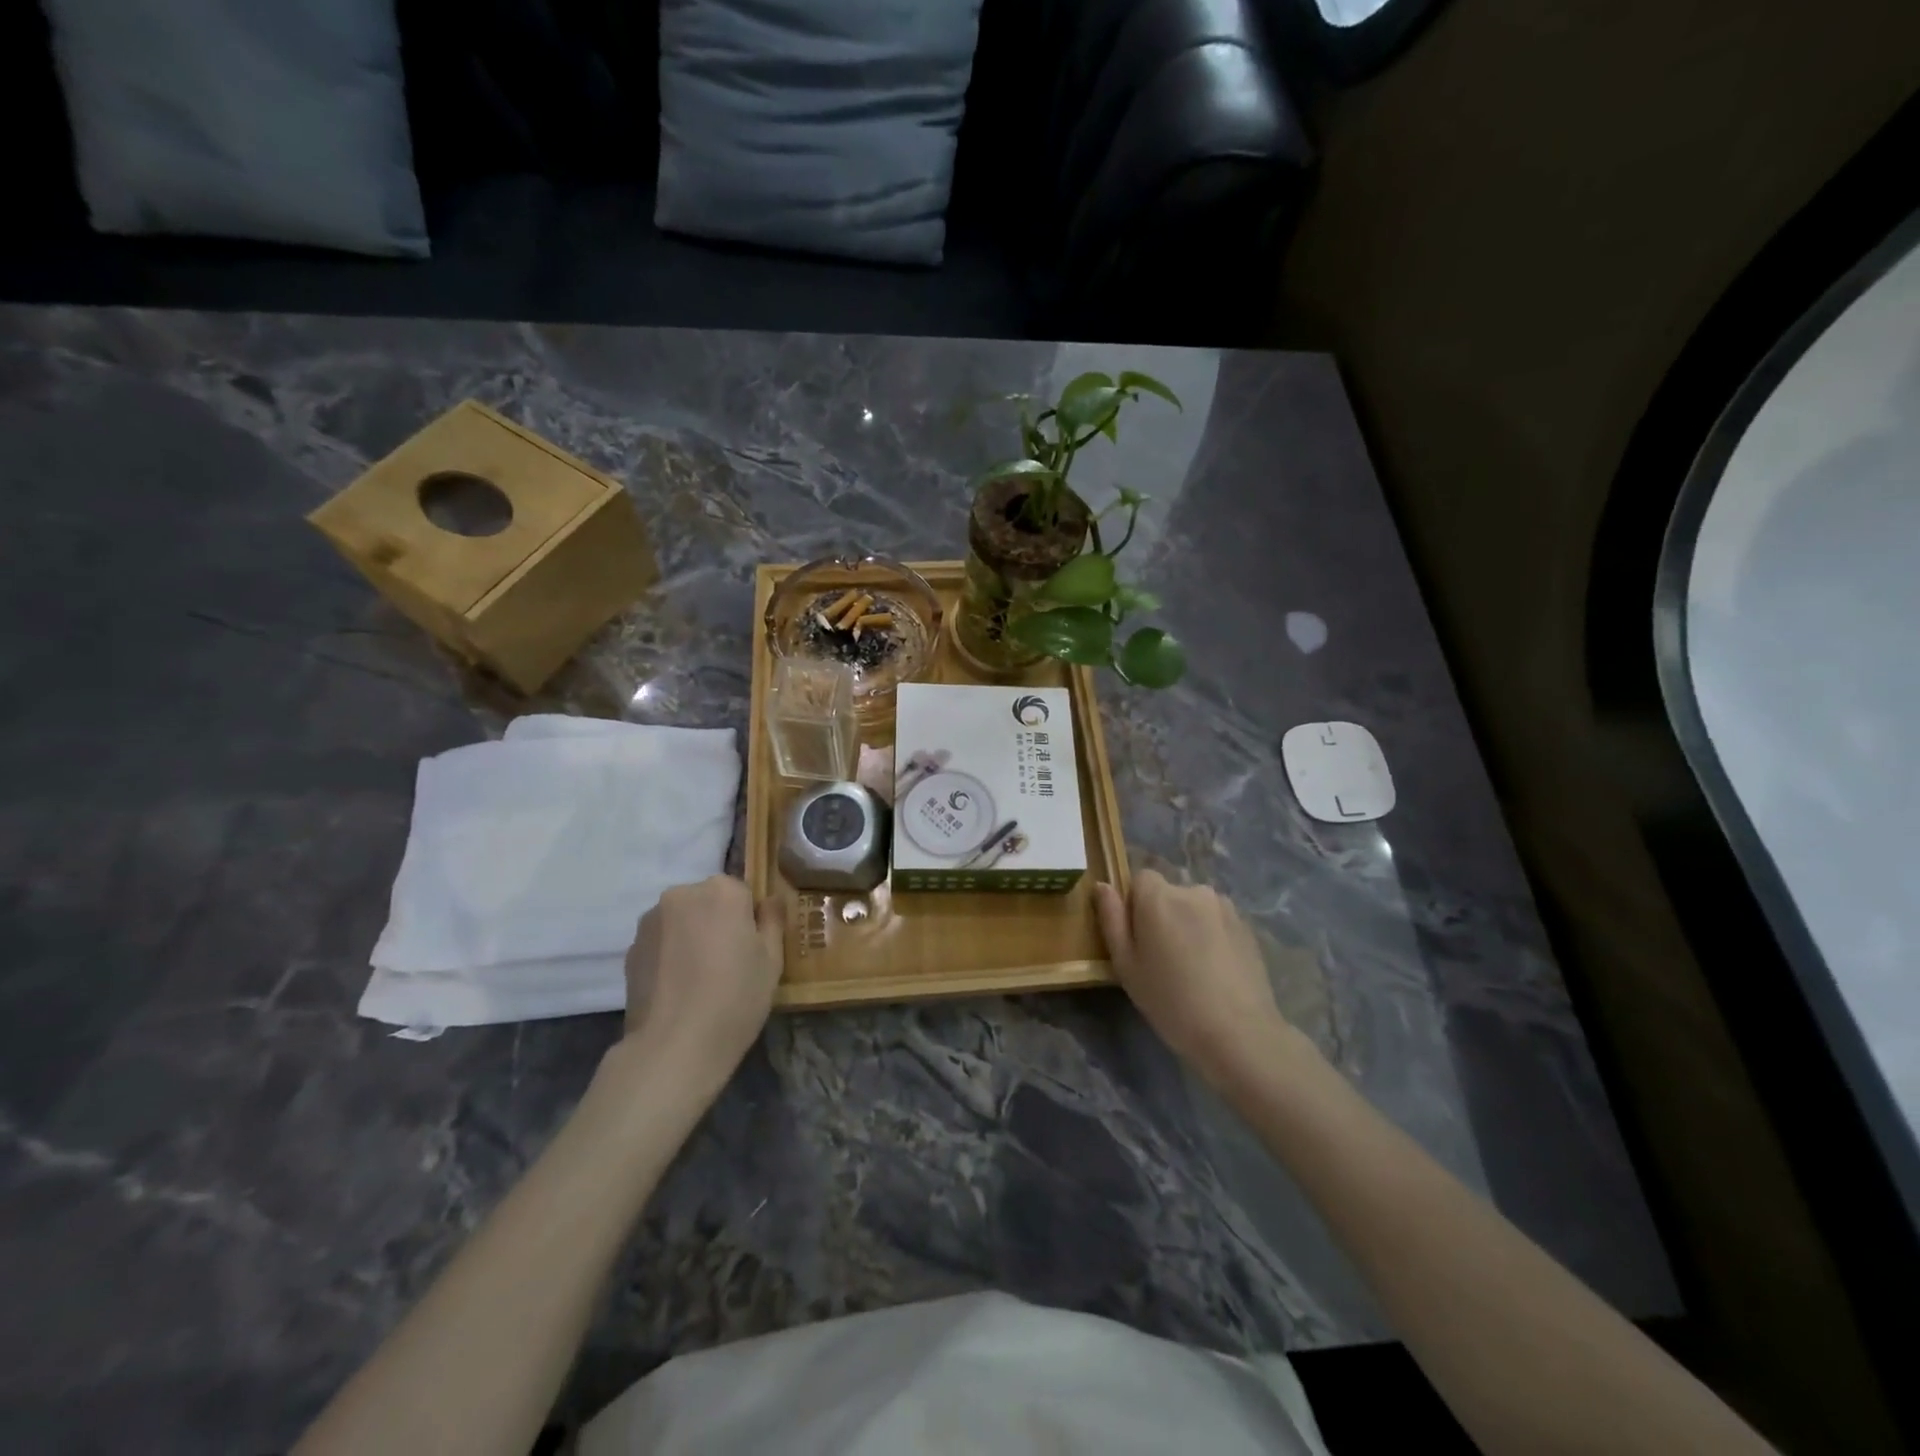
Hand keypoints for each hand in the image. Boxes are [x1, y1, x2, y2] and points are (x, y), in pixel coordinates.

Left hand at [623, 876, 783, 1090]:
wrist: (674, 1047)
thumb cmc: (736, 997)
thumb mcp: (772, 960)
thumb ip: (772, 920)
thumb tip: (770, 899)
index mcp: (722, 891)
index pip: (743, 893)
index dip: (749, 921)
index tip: (751, 950)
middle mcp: (682, 894)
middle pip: (708, 901)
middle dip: (717, 923)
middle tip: (727, 965)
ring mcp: (651, 921)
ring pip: (682, 920)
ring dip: (691, 937)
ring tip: (699, 980)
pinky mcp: (629, 949)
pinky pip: (660, 943)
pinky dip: (669, 956)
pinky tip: (677, 989)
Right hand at [1094, 870, 1296, 1090]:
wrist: (1239, 1034)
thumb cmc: (1171, 1001)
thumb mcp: (1126, 965)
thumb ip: (1112, 919)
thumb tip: (1102, 885)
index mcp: (1159, 897)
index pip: (1140, 879)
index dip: (1135, 905)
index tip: (1138, 939)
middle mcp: (1193, 890)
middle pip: (1169, 893)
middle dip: (1163, 916)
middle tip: (1163, 960)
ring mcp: (1225, 907)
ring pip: (1195, 908)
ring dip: (1189, 925)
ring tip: (1193, 968)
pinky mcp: (1247, 927)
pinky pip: (1218, 922)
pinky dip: (1212, 937)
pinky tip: (1215, 972)